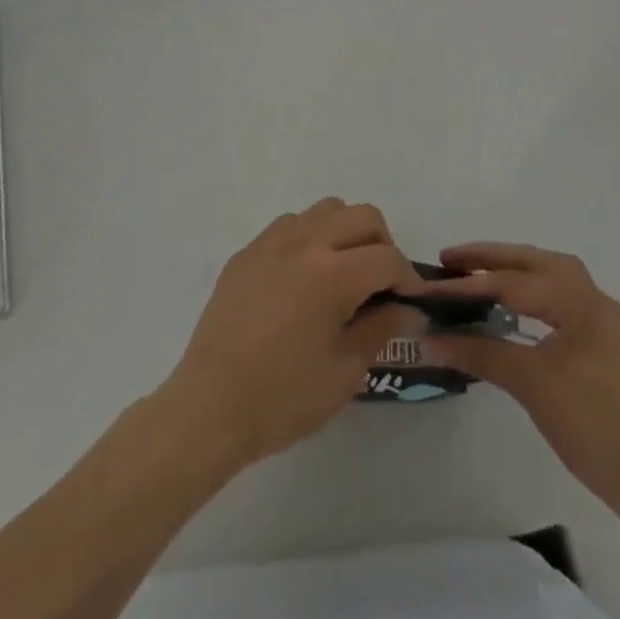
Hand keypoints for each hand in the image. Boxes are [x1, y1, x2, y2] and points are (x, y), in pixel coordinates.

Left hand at [161, 199, 421, 467]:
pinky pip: (291, 224)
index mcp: (331, 274)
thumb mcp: (344, 372)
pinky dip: (311, 238)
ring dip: (346, 233)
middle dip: (383, 245)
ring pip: (326, 210)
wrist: (209, 408)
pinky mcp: (247, 251)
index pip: (387, 259)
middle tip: (380, 285)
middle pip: (362, 216)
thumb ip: (381, 328)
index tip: (411, 303)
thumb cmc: (282, 399)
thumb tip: (408, 309)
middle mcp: (304, 242)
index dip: (408, 279)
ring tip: (343, 274)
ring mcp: (271, 241)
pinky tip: (304, 278)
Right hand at [418, 242, 619, 536]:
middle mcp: (591, 296)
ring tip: (477, 272)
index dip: (468, 285)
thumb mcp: (529, 384)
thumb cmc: (589, 422)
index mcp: (578, 299)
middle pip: (534, 261)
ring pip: (550, 273)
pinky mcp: (601, 337)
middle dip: (491, 258)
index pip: (512, 283)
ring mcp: (599, 316)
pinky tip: (512, 301)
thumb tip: (432, 338)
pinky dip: (532, 288)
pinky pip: (559, 295)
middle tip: (451, 260)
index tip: (430, 287)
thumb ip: (480, 352)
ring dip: (513, 269)